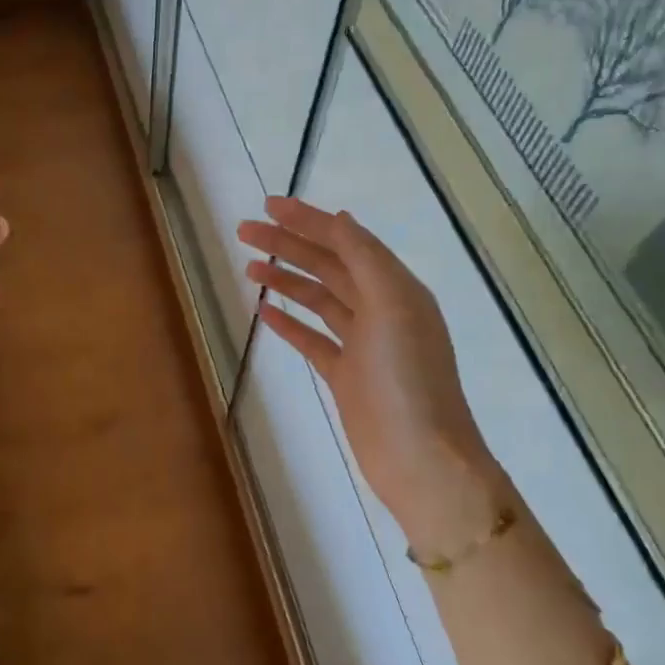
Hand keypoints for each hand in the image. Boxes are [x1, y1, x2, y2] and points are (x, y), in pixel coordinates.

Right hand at [238, 197, 504, 554]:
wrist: (419, 458)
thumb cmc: (408, 380)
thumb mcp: (393, 307)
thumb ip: (366, 261)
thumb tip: (340, 219)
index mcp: (397, 288)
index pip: (346, 242)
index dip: (308, 221)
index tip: (268, 206)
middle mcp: (381, 310)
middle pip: (328, 266)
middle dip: (288, 246)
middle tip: (244, 232)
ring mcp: (363, 345)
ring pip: (319, 300)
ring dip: (286, 279)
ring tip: (249, 265)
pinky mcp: (347, 376)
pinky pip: (314, 339)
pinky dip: (291, 323)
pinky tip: (265, 312)